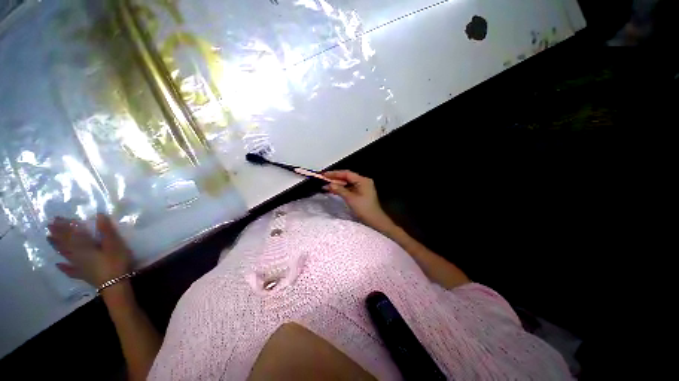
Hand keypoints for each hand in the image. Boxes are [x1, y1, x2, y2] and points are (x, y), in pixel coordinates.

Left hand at [47, 214, 132, 287]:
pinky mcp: (83, 274)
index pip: (72, 234)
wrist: (114, 284)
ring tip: (49, 240)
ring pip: (65, 254)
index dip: (64, 226)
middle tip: (49, 226)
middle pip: (66, 243)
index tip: (55, 218)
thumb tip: (99, 215)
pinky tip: (59, 265)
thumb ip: (106, 230)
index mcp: (84, 246)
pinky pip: (70, 270)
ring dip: (57, 246)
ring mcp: (78, 266)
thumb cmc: (115, 262)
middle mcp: (77, 255)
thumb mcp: (114, 244)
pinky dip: (64, 267)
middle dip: (58, 234)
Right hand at [323, 171, 395, 233]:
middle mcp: (363, 181)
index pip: (346, 173)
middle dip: (335, 179)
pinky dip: (342, 189)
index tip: (324, 175)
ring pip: (348, 183)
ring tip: (327, 186)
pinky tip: (334, 190)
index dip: (334, 174)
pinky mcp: (361, 193)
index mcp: (363, 180)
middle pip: (347, 177)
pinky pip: (350, 188)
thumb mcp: (350, 198)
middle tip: (324, 180)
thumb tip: (328, 185)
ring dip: (338, 184)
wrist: (374, 220)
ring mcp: (363, 187)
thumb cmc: (364, 209)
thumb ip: (339, 190)